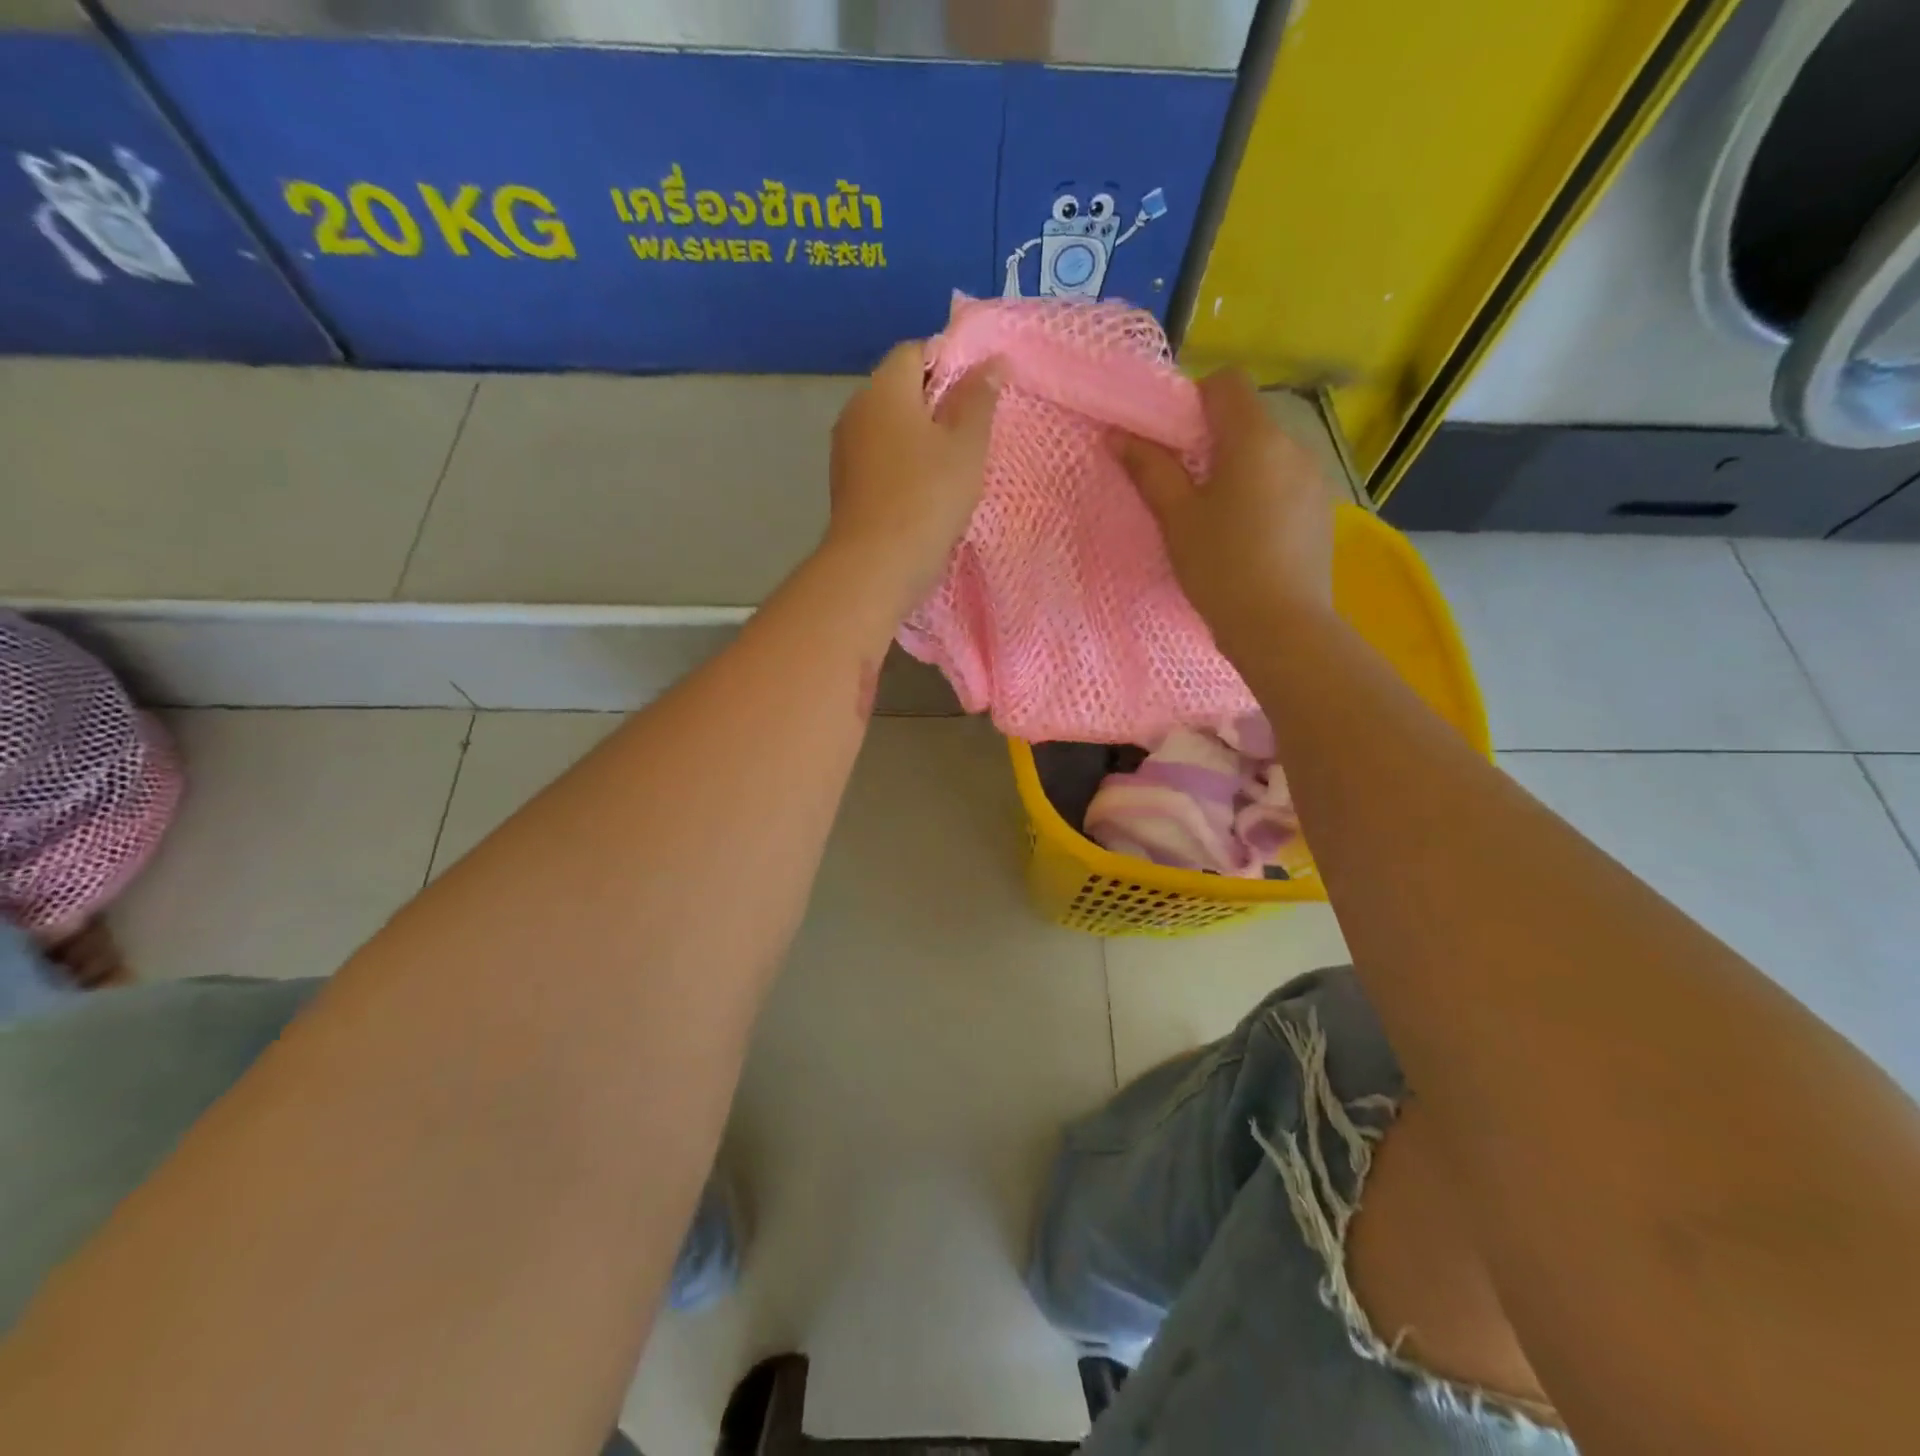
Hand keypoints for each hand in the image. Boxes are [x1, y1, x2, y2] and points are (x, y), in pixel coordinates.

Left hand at [825, 340, 1002, 616]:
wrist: (876, 565)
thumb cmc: (928, 498)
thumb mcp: (966, 445)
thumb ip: (978, 398)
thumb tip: (990, 361)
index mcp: (884, 389)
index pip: (915, 351)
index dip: (949, 362)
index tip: (977, 394)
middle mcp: (856, 410)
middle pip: (899, 388)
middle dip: (935, 402)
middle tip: (971, 432)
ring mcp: (845, 449)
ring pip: (888, 426)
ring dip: (918, 437)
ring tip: (951, 465)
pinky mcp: (845, 484)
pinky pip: (879, 457)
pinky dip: (902, 463)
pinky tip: (925, 490)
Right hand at [1116, 369, 1335, 656]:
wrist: (1281, 627)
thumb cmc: (1221, 567)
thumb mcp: (1176, 518)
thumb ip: (1149, 469)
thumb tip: (1117, 435)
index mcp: (1256, 438)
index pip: (1227, 383)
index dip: (1194, 401)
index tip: (1172, 442)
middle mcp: (1294, 445)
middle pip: (1247, 419)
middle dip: (1212, 441)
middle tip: (1184, 488)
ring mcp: (1314, 479)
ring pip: (1267, 454)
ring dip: (1238, 469)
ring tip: (1216, 519)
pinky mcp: (1321, 510)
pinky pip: (1285, 483)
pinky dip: (1261, 494)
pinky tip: (1247, 538)